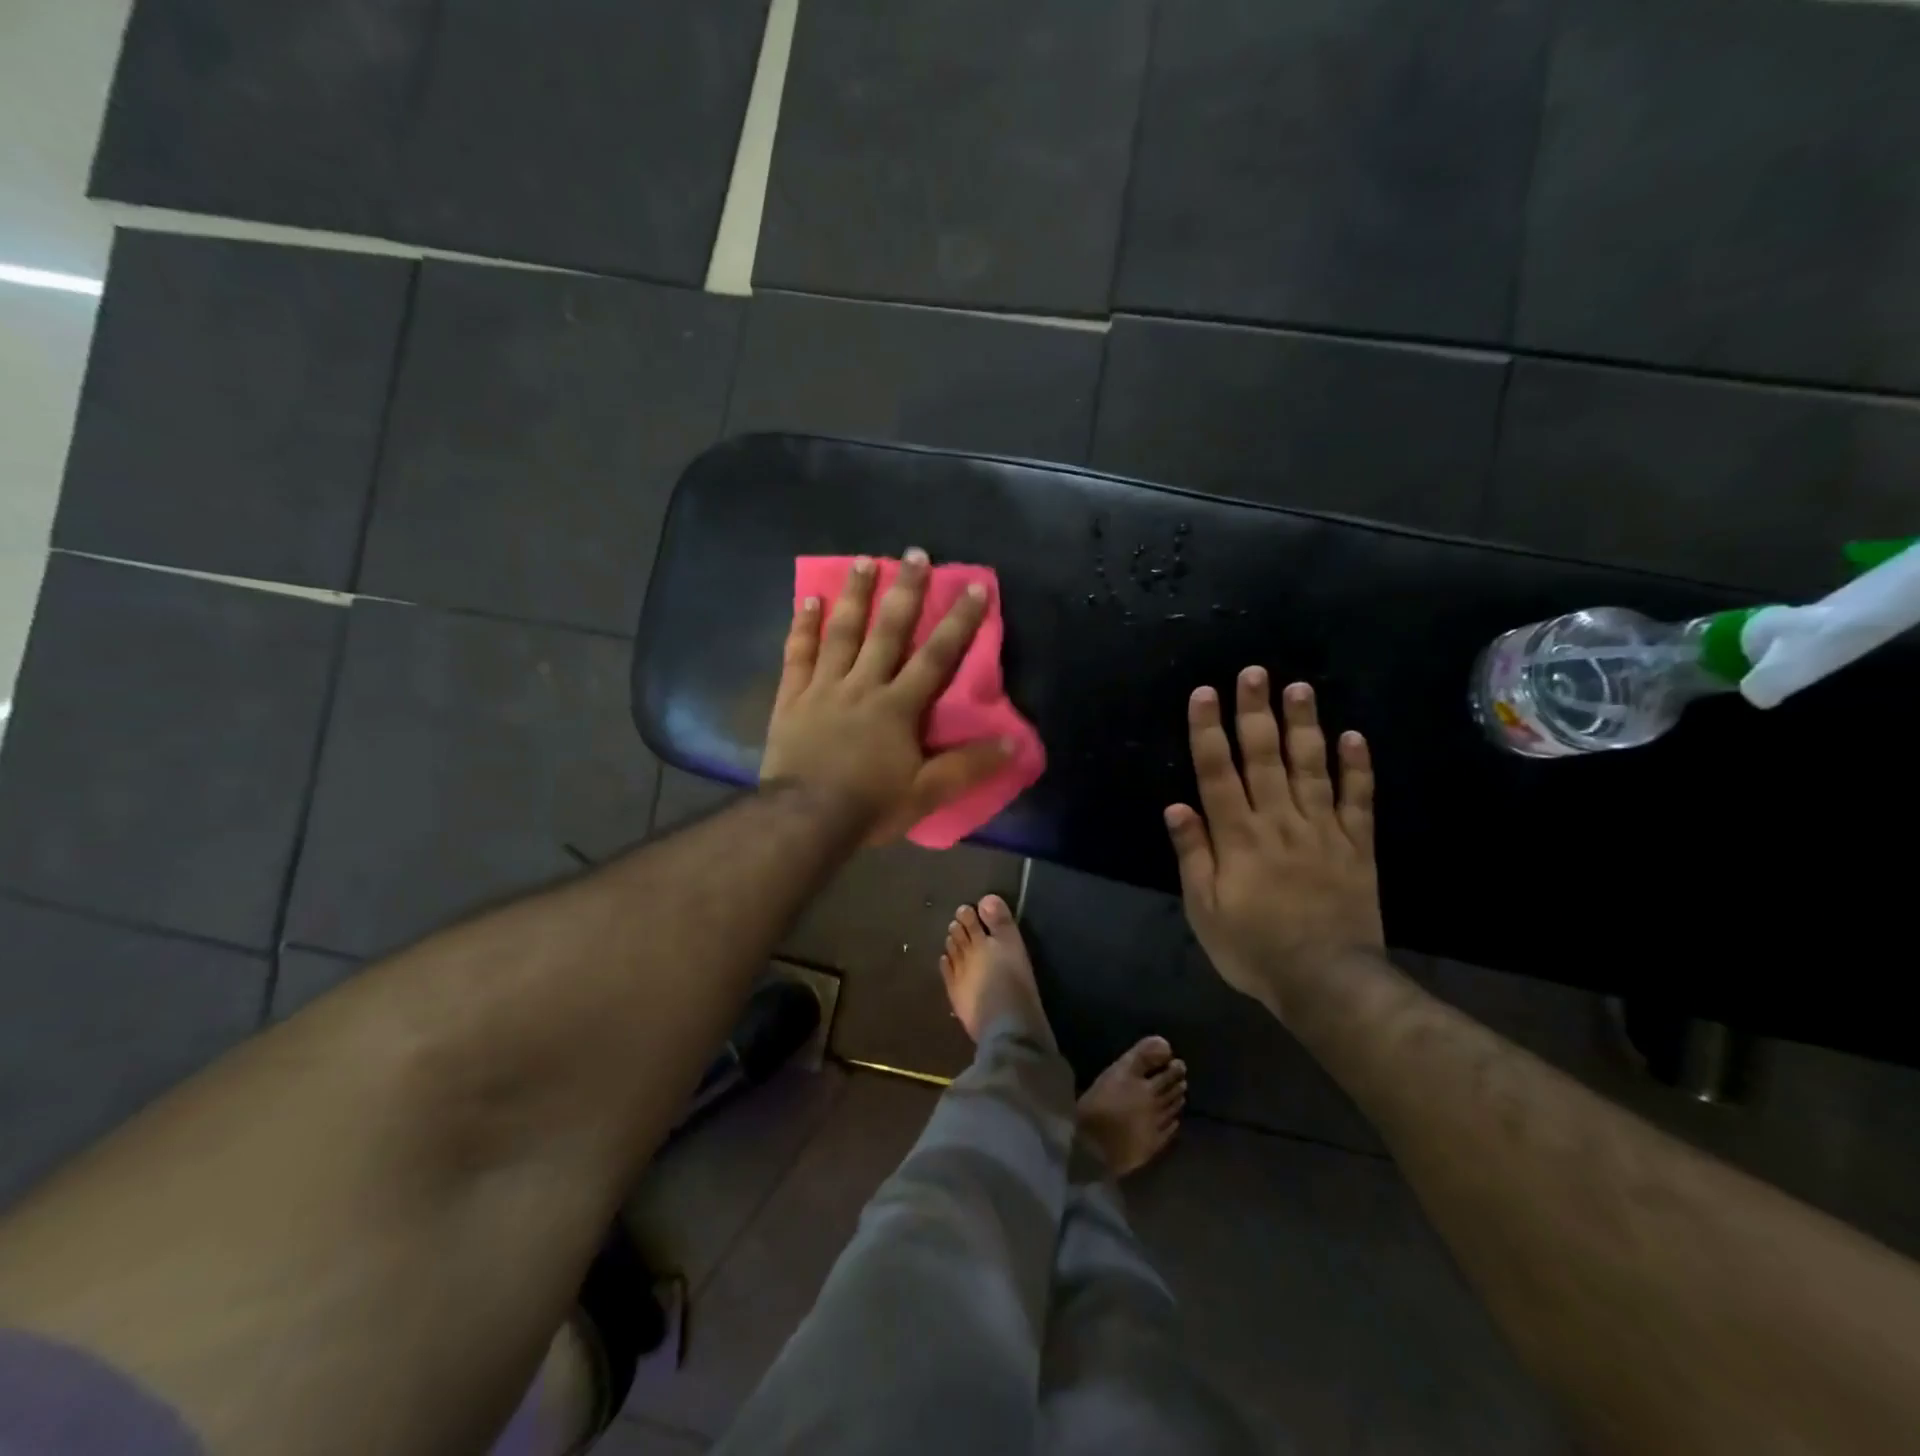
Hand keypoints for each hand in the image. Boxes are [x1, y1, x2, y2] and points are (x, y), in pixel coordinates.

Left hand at [762, 549, 1010, 843]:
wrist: (804, 820)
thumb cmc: (869, 806)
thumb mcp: (927, 793)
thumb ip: (970, 766)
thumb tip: (1015, 742)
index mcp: (898, 707)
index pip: (936, 657)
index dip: (959, 622)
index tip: (974, 587)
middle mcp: (863, 686)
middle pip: (887, 631)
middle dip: (905, 592)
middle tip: (914, 553)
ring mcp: (823, 688)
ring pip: (841, 633)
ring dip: (854, 595)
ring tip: (863, 560)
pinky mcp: (792, 699)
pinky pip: (797, 655)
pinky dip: (802, 626)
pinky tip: (807, 599)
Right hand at [1164, 669, 1382, 1015]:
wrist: (1326, 982)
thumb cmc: (1253, 947)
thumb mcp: (1204, 910)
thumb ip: (1193, 855)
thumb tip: (1176, 806)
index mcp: (1238, 836)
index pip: (1217, 772)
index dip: (1209, 731)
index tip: (1205, 693)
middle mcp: (1279, 821)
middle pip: (1264, 758)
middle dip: (1255, 712)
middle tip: (1254, 672)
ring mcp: (1322, 830)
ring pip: (1311, 768)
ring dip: (1303, 726)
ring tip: (1300, 688)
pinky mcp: (1356, 846)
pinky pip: (1358, 800)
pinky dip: (1357, 768)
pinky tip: (1354, 737)